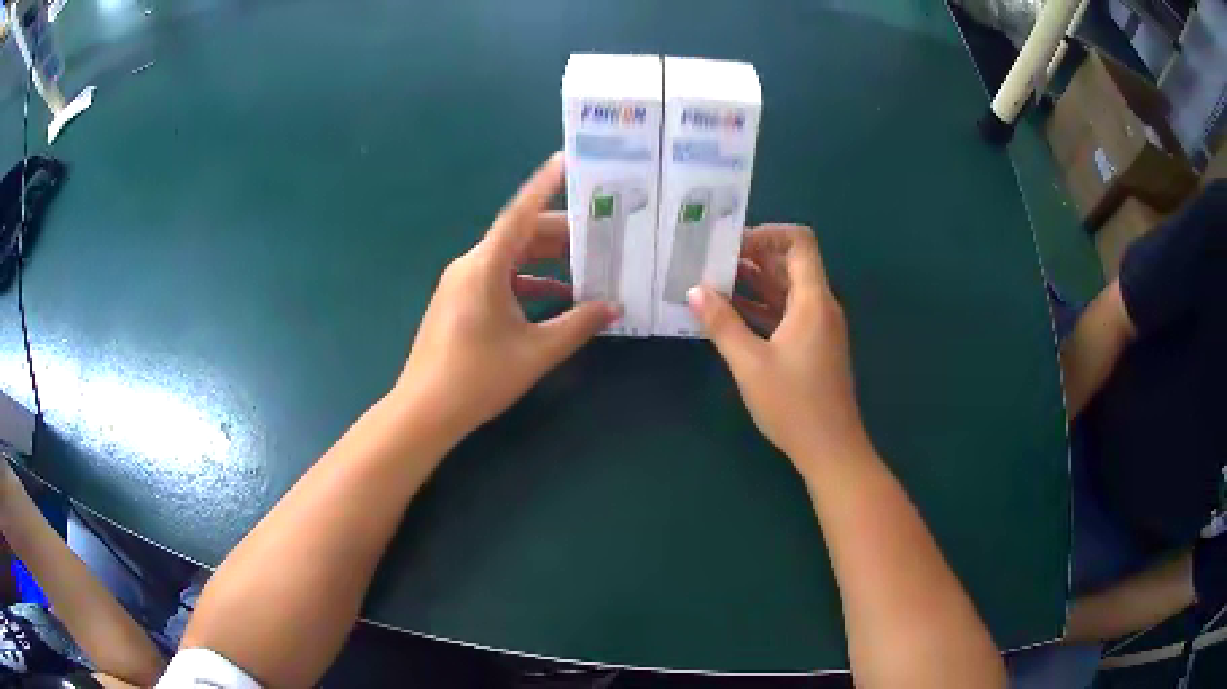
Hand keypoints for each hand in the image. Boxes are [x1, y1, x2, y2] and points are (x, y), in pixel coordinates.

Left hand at [394, 153, 619, 440]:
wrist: (425, 410)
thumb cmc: (478, 377)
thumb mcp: (536, 351)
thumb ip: (578, 325)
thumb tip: (614, 307)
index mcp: (486, 265)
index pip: (521, 213)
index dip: (546, 184)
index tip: (567, 159)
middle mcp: (471, 264)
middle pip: (521, 235)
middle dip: (562, 233)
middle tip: (602, 232)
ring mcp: (462, 283)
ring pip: (512, 258)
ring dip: (548, 261)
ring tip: (589, 264)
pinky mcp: (460, 301)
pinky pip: (500, 279)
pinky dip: (529, 283)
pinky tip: (558, 298)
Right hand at [688, 225, 865, 470]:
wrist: (830, 449)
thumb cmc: (794, 404)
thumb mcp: (750, 364)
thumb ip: (722, 324)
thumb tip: (694, 291)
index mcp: (813, 300)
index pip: (799, 242)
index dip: (768, 234)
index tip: (732, 244)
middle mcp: (820, 306)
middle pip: (790, 264)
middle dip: (752, 257)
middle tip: (711, 261)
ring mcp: (817, 327)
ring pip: (786, 290)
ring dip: (754, 284)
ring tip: (712, 283)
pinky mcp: (812, 347)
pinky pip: (786, 313)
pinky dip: (761, 308)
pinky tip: (729, 314)